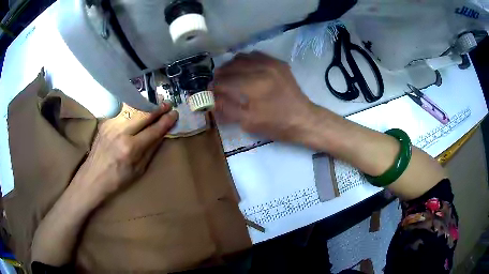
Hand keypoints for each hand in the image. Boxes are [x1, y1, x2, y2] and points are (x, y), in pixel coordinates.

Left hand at [72, 103, 178, 201]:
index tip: (175, 114)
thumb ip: (150, 149)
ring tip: (155, 103)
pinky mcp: (105, 122)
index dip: (166, 121)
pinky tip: (138, 106)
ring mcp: (111, 125)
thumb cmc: (117, 179)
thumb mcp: (138, 170)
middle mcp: (121, 132)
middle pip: (143, 114)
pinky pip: (122, 110)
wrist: (93, 176)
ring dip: (146, 104)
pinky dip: (133, 107)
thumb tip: (162, 134)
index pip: (153, 130)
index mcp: (131, 148)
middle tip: (168, 104)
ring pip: (132, 108)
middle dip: (158, 108)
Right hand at [213, 51, 315, 142]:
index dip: (213, 86)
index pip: (224, 81)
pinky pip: (256, 55)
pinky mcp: (278, 63)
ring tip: (229, 76)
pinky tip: (245, 70)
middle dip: (220, 75)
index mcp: (254, 85)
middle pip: (231, 65)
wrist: (303, 119)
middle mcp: (261, 68)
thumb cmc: (276, 124)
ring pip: (242, 57)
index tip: (208, 92)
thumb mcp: (249, 122)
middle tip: (216, 84)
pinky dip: (246, 60)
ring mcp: (271, 63)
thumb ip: (227, 108)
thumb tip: (210, 98)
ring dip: (232, 66)